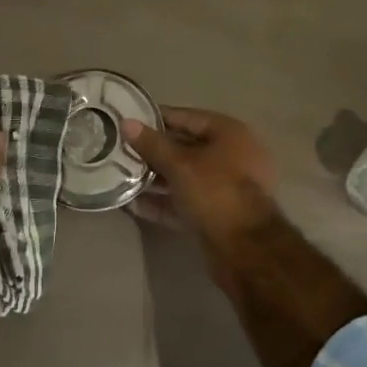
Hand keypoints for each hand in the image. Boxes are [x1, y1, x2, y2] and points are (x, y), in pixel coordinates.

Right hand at [124, 107, 277, 246]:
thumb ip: (151, 144)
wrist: (245, 249)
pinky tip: (133, 204)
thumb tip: (127, 123)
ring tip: (121, 176)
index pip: (187, 117)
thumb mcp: (179, 164)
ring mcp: (226, 188)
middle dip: (153, 151)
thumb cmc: (215, 192)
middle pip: (185, 148)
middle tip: (121, 150)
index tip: (128, 121)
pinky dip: (163, 202)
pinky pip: (186, 201)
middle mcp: (232, 157)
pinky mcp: (218, 215)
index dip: (156, 118)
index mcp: (230, 134)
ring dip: (155, 178)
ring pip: (184, 177)